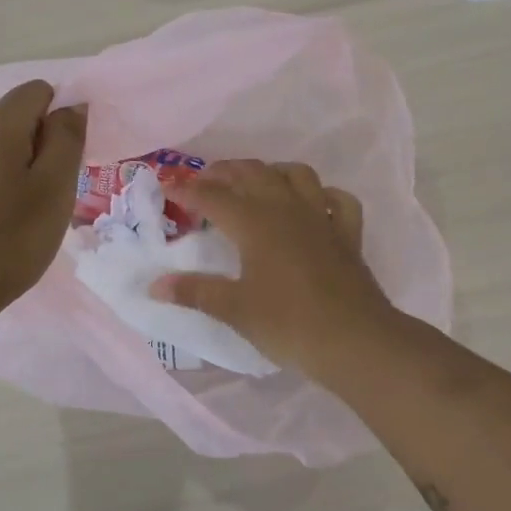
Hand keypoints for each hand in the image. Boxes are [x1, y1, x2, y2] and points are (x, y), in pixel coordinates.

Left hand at [0, 81, 86, 323]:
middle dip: (39, 147)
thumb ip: (67, 139)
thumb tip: (72, 105)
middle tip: (48, 196)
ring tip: (21, 217)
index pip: (38, 91)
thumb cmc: (7, 239)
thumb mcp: (54, 189)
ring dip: (16, 171)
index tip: (65, 163)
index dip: (60, 118)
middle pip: (14, 119)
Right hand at [152, 160, 397, 376]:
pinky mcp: (347, 234)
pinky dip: (323, 195)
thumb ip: (195, 292)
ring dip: (272, 171)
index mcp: (255, 223)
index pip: (213, 197)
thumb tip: (155, 285)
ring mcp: (321, 217)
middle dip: (225, 171)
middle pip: (253, 173)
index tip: (166, 186)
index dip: (187, 189)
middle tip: (205, 181)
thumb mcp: (235, 310)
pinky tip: (314, 204)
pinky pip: (337, 200)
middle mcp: (287, 209)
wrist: (354, 339)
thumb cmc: (288, 324)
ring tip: (256, 182)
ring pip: (296, 175)